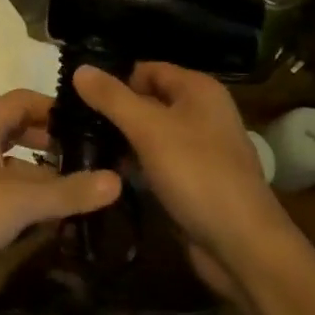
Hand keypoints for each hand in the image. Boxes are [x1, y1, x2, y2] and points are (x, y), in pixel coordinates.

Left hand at [0, 90, 120, 311]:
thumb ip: (67, 191)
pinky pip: (7, 195)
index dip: (56, 108)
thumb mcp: (16, 203)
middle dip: (56, 143)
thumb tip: (117, 179)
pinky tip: (58, 219)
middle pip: (22, 132)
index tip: (92, 124)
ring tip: (87, 188)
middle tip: (96, 158)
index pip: (24, 100)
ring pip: (16, 167)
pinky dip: (31, 201)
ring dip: (46, 175)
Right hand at [75, 62, 293, 298]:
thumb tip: (80, 68)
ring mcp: (200, 149)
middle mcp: (202, 112)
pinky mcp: (194, 181)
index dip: (115, 78)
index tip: (77, 95)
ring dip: (122, 141)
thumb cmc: (197, 173)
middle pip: (149, 100)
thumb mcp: (149, 129)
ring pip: (152, 134)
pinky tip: (108, 175)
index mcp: (198, 89)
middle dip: (115, 111)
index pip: (147, 69)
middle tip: (72, 123)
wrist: (242, 245)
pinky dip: (136, 166)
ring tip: (80, 148)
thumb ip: (113, 98)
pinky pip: (158, 163)